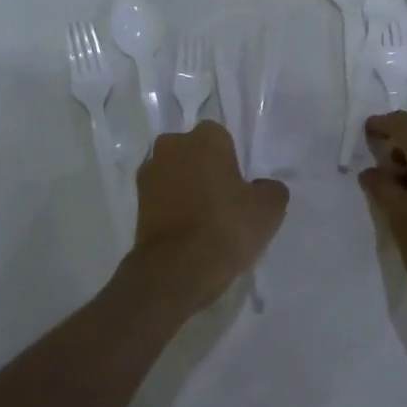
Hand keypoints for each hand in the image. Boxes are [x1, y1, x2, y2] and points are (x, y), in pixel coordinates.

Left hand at [128, 121, 287, 310]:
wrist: (176, 270)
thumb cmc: (226, 226)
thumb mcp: (269, 209)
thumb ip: (270, 188)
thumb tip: (262, 187)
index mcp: (206, 137)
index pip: (222, 138)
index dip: (232, 161)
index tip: (240, 185)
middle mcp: (172, 144)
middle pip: (195, 152)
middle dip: (205, 169)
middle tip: (223, 200)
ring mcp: (149, 172)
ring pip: (176, 173)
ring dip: (186, 187)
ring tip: (204, 220)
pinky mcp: (136, 201)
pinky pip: (162, 196)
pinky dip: (172, 207)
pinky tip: (187, 231)